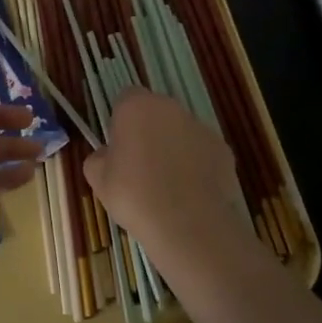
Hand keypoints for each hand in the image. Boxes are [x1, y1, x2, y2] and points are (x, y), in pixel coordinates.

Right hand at [82, 89, 250, 268]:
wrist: (187, 223)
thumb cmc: (134, 195)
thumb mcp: (98, 179)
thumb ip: (99, 158)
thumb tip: (108, 155)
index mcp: (136, 107)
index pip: (125, 99)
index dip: (121, 121)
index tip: (119, 146)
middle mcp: (170, 108)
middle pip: (156, 113)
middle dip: (149, 132)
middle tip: (140, 166)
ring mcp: (201, 127)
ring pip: (181, 131)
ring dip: (173, 148)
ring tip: (167, 184)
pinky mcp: (223, 149)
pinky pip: (203, 152)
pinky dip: (196, 166)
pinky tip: (189, 193)